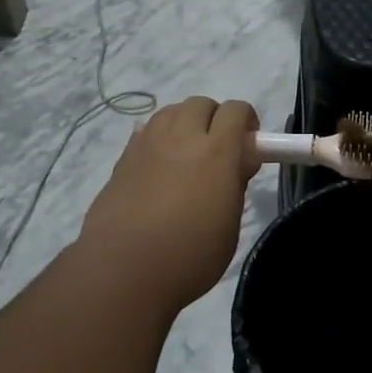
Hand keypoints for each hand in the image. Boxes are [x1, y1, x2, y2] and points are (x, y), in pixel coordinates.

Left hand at [80, 97, 258, 309]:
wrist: (124, 269)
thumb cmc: (190, 255)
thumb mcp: (230, 222)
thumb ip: (235, 182)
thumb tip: (238, 160)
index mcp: (217, 151)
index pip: (237, 110)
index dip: (247, 123)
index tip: (248, 147)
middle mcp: (181, 137)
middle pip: (201, 104)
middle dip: (214, 119)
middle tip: (217, 152)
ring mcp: (147, 144)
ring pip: (171, 112)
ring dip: (184, 124)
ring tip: (186, 157)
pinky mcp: (123, 158)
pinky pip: (146, 132)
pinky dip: (159, 140)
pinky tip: (159, 169)